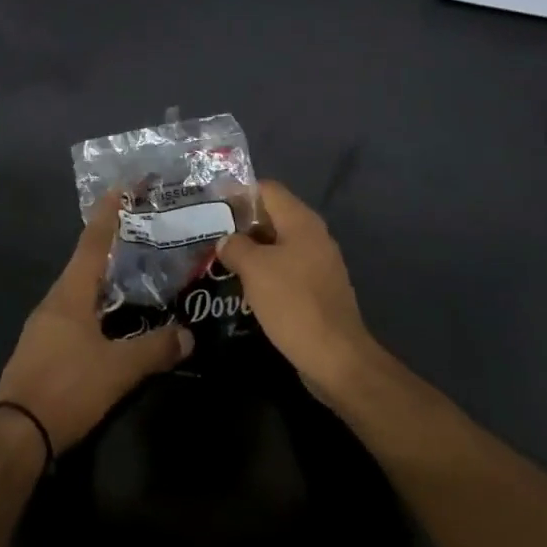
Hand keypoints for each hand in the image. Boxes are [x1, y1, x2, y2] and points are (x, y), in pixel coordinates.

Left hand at [0, 196, 193, 454]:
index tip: (120, 188)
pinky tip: (111, 320)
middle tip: (141, 234)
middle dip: (110, 246)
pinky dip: (94, 305)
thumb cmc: (67, 388)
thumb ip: (155, 349)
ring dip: (103, 278)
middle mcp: (54, 301)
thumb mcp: (119, 370)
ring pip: (78, 290)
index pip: (92, 243)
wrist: (15, 435)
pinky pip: (72, 313)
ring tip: (132, 274)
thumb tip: (189, 335)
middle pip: (84, 263)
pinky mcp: (41, 349)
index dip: (108, 215)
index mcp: (70, 294)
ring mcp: (43, 326)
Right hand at [217, 180, 377, 395]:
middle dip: (242, 224)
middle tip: (210, 234)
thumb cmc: (293, 303)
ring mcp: (319, 263)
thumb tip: (227, 240)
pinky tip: (244, 287)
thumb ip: (236, 246)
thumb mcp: (255, 269)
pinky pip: (286, 269)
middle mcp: (314, 235)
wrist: (336, 356)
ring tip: (220, 260)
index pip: (268, 189)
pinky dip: (265, 272)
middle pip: (273, 216)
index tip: (212, 205)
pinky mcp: (318, 289)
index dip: (239, 193)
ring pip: (278, 245)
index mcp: (301, 221)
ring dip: (252, 250)